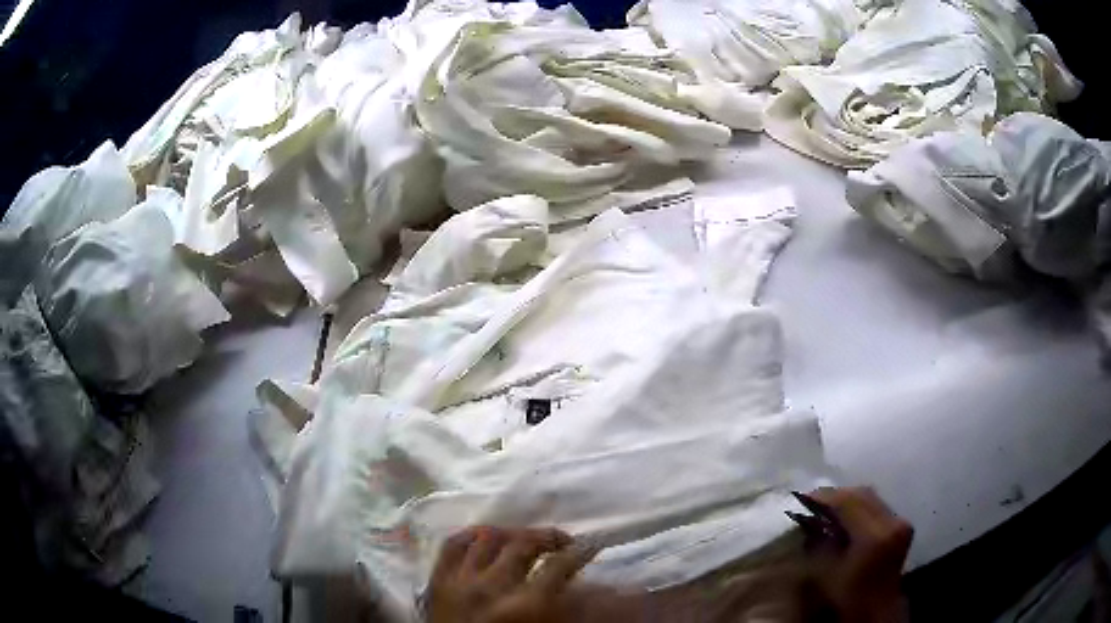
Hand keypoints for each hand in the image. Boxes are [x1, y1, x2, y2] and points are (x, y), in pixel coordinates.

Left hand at [426, 526, 597, 622]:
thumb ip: (560, 611)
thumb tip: (574, 585)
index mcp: (524, 606)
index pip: (559, 567)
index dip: (580, 553)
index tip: (590, 548)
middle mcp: (492, 586)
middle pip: (523, 545)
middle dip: (549, 537)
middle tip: (564, 541)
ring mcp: (460, 580)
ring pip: (488, 539)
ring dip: (512, 534)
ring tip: (526, 537)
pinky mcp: (437, 581)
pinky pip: (452, 547)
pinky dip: (470, 536)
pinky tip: (484, 535)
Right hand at [805, 487, 913, 622]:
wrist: (876, 610)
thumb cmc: (847, 597)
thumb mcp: (826, 574)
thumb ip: (818, 543)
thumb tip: (807, 519)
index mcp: (874, 535)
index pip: (848, 501)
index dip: (823, 497)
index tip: (800, 498)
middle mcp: (892, 522)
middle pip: (863, 494)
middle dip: (836, 495)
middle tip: (811, 501)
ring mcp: (900, 523)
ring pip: (871, 499)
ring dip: (848, 501)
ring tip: (824, 508)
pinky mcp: (901, 527)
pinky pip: (877, 507)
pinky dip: (859, 508)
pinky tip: (843, 517)